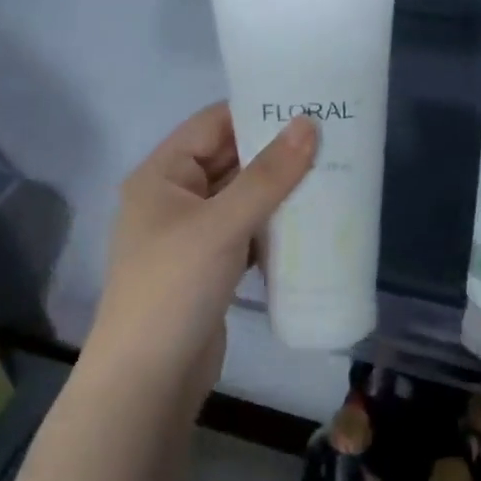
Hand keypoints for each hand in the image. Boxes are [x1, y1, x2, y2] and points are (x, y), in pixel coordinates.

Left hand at [87, 104, 317, 406]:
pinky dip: (272, 225)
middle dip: (274, 151)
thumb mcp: (222, 225)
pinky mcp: (209, 267)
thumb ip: (267, 176)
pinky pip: (245, 232)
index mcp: (162, 175)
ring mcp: (191, 235)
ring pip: (240, 198)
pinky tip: (309, 221)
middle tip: (330, 138)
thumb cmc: (175, 287)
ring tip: (331, 172)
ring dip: (278, 190)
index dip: (256, 110)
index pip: (212, 124)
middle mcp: (173, 198)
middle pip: (228, 160)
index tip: (307, 103)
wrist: (150, 376)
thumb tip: (309, 124)